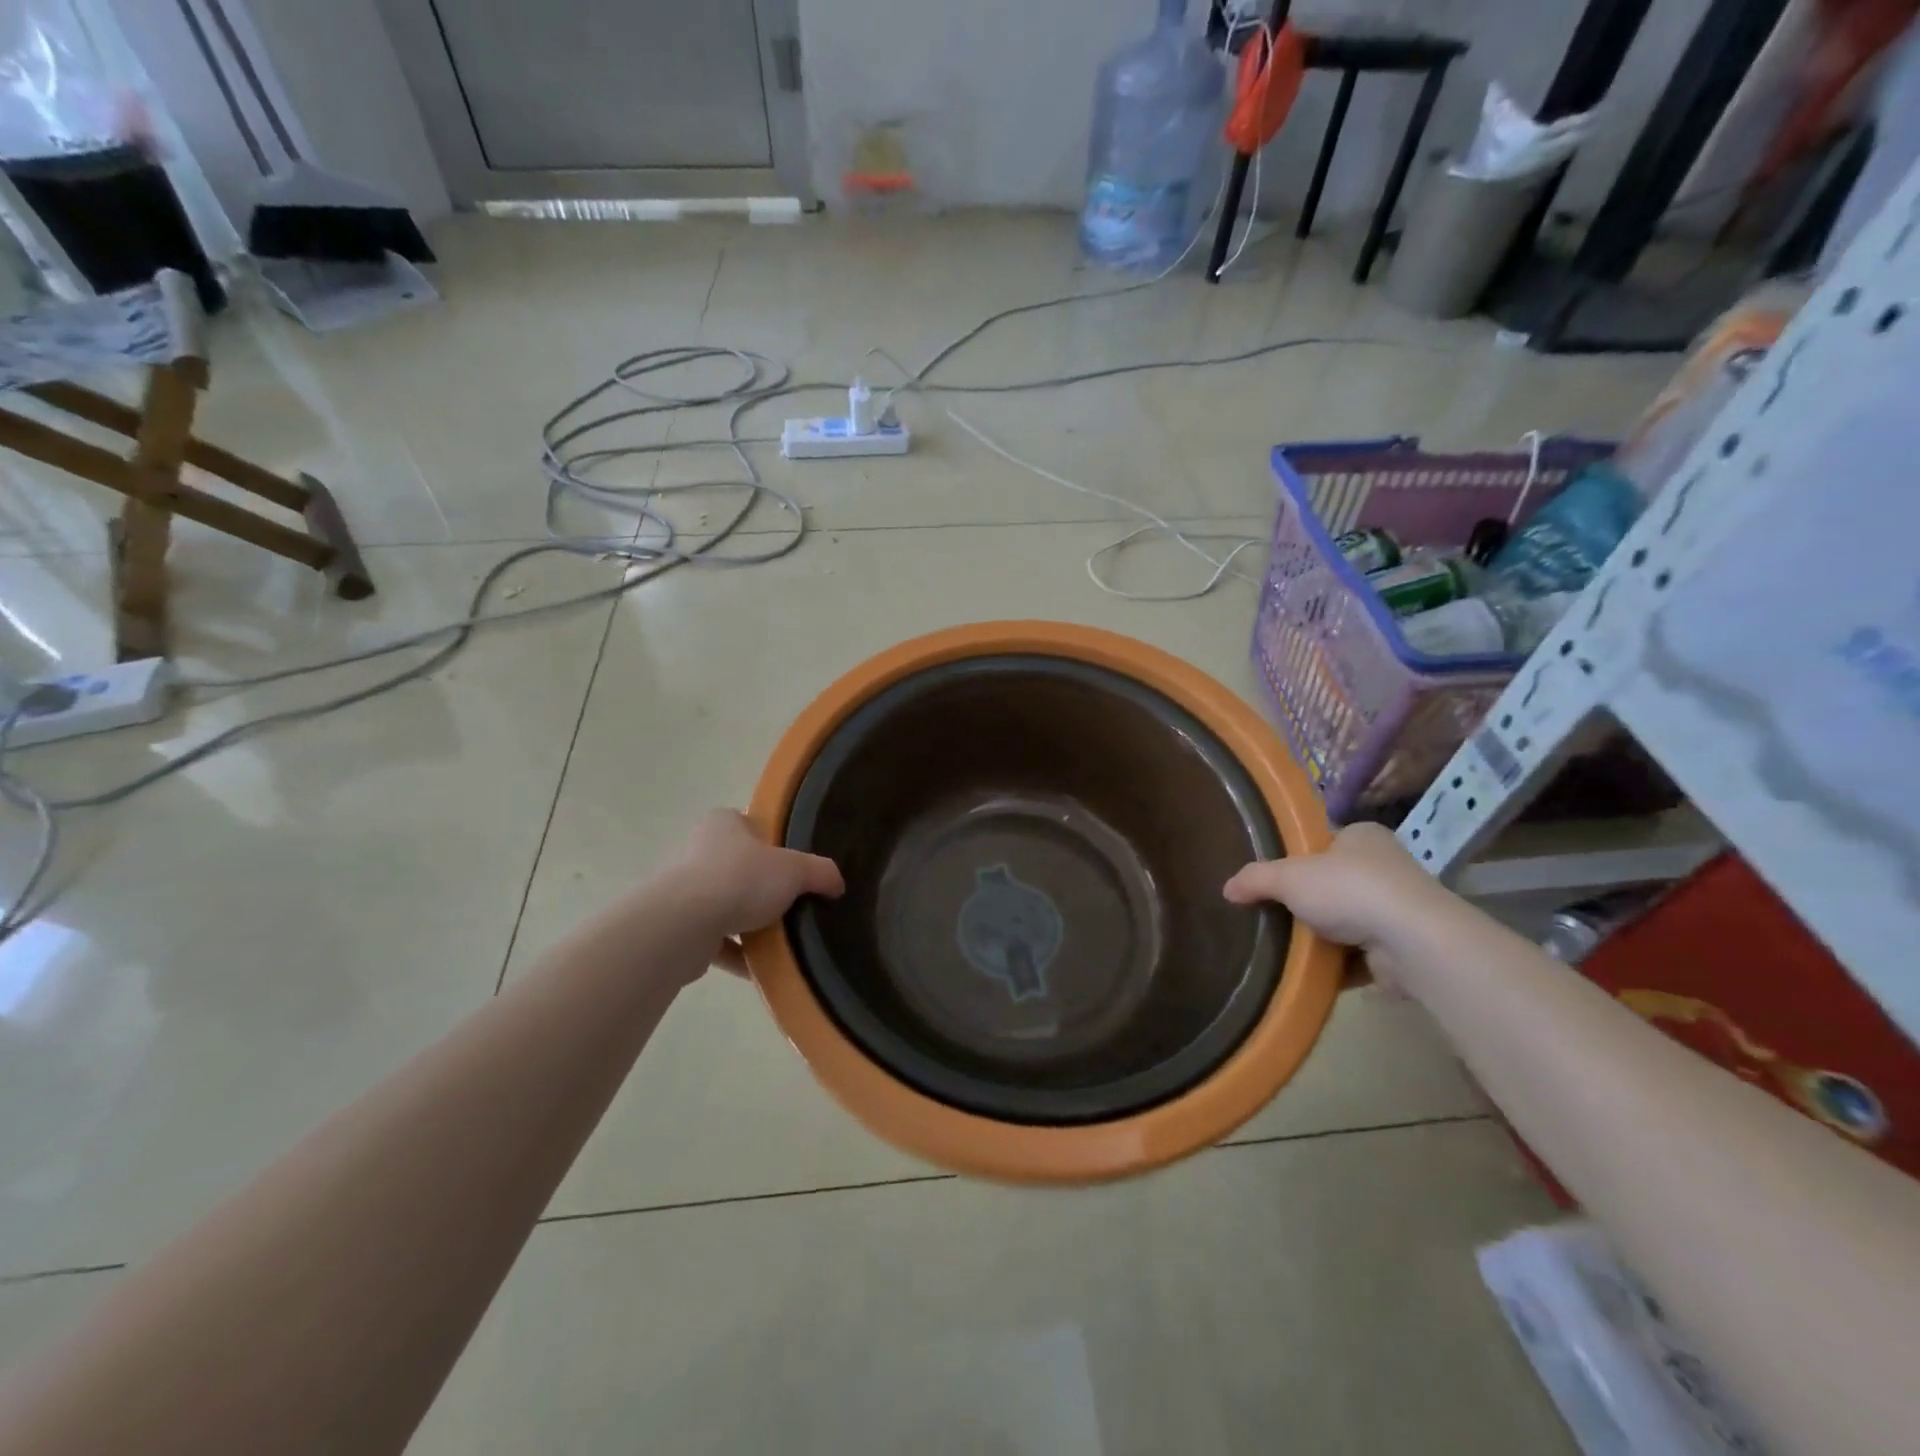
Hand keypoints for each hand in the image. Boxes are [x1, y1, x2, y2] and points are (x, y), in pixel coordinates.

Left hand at [666, 810, 843, 969]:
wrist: (684, 925)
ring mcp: (683, 891)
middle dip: (763, 886)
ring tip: (780, 938)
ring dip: (748, 922)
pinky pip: (715, 940)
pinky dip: (736, 953)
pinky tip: (760, 967)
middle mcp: (698, 851)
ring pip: (726, 905)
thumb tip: (837, 884)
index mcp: (722, 824)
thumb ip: (820, 872)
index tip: (794, 864)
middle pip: (739, 867)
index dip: (773, 842)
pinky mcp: (678, 927)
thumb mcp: (795, 869)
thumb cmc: (741, 879)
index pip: (751, 825)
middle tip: (791, 902)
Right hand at [1223, 822, 1444, 962]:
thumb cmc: (1349, 890)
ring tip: (1284, 946)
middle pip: (1333, 883)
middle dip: (1307, 901)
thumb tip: (1226, 889)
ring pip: (1346, 921)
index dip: (1297, 858)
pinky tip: (1310, 970)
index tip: (1272, 878)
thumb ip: (1255, 879)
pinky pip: (1358, 955)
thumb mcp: (1288, 876)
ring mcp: (1398, 909)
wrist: (1413, 942)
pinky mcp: (1403, 948)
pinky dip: (1336, 964)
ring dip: (1322, 935)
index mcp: (1362, 836)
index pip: (1323, 842)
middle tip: (1272, 913)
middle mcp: (1386, 867)